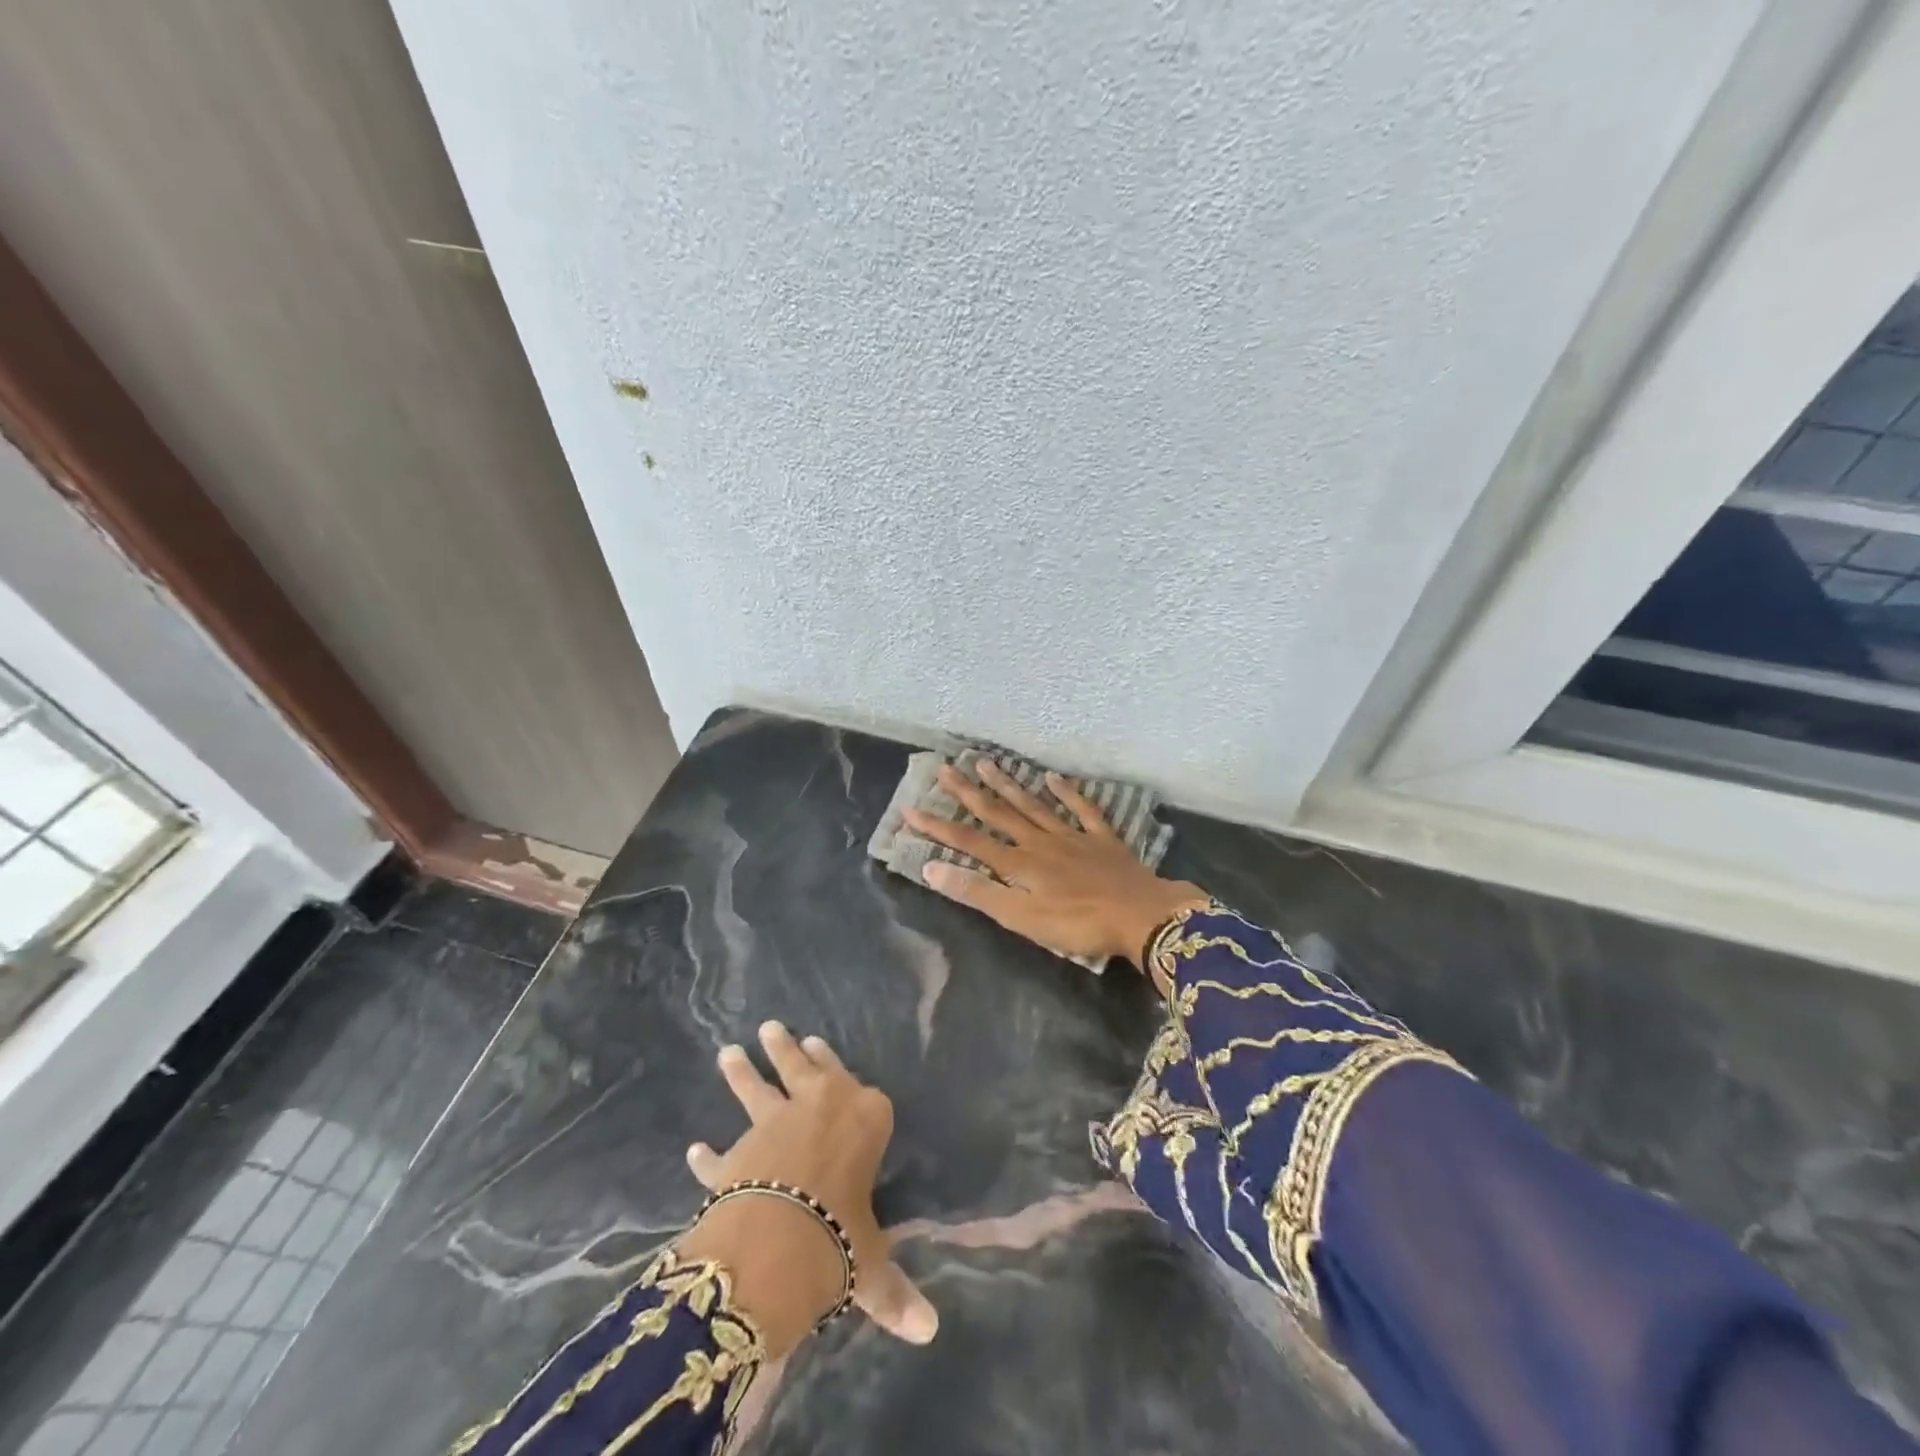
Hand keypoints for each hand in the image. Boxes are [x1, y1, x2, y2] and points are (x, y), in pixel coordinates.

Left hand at [677, 1022, 936, 1356]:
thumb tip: (929, 1331)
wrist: (777, 1241)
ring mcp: (774, 1125)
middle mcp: (820, 1108)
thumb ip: (893, 1290)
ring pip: (757, 1091)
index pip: (860, 1090)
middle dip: (787, 1050)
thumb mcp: (872, 1264)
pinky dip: (708, 1156)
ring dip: (743, 1073)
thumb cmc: (841, 1236)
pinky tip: (695, 1150)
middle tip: (772, 1027)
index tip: (820, 1044)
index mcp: (864, 1119)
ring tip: (729, 1050)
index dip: (838, 1067)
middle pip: (803, 1071)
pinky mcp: (738, 1154)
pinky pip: (721, 1155)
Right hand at [902, 760, 1208, 975]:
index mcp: (1018, 863)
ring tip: (986, 762)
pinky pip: (1081, 809)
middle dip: (968, 793)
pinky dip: (1067, 792)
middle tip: (946, 768)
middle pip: (998, 813)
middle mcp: (1039, 841)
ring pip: (1033, 805)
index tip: (910, 809)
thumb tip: (931, 868)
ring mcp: (1071, 836)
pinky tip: (1053, 778)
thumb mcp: (1021, 918)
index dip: (938, 826)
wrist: (1140, 916)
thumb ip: (978, 892)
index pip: (968, 841)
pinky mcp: (1101, 838)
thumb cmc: (1077, 924)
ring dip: (1008, 784)